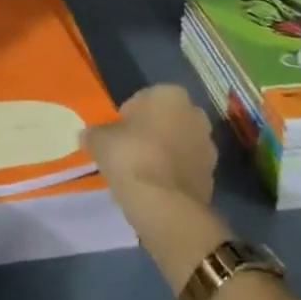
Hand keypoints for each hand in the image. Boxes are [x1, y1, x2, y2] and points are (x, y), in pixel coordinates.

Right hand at [82, 84, 217, 207]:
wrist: (165, 205)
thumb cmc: (131, 157)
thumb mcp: (100, 141)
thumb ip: (94, 133)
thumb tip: (87, 135)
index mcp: (170, 94)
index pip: (143, 99)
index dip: (127, 117)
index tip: (117, 136)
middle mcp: (195, 113)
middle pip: (165, 120)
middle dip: (151, 133)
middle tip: (129, 152)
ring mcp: (208, 145)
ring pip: (178, 143)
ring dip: (164, 153)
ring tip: (142, 173)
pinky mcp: (212, 175)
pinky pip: (186, 168)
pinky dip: (174, 174)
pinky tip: (157, 188)